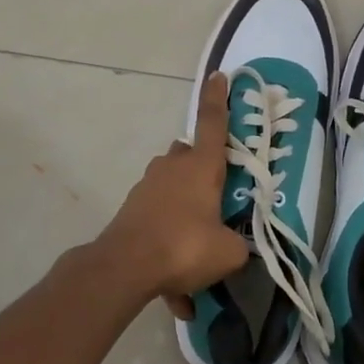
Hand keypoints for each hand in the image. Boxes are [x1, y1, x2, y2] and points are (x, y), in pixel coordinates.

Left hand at [92, 72, 247, 308]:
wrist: (125, 267)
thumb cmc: (184, 246)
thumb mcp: (228, 252)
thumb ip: (238, 245)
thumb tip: (235, 247)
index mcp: (202, 167)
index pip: (215, 124)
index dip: (218, 98)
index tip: (218, 75)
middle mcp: (173, 167)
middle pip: (190, 155)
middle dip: (202, 167)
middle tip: (216, 195)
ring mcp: (148, 186)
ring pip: (171, 185)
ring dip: (184, 208)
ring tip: (196, 252)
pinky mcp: (131, 209)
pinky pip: (156, 219)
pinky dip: (167, 243)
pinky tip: (174, 289)